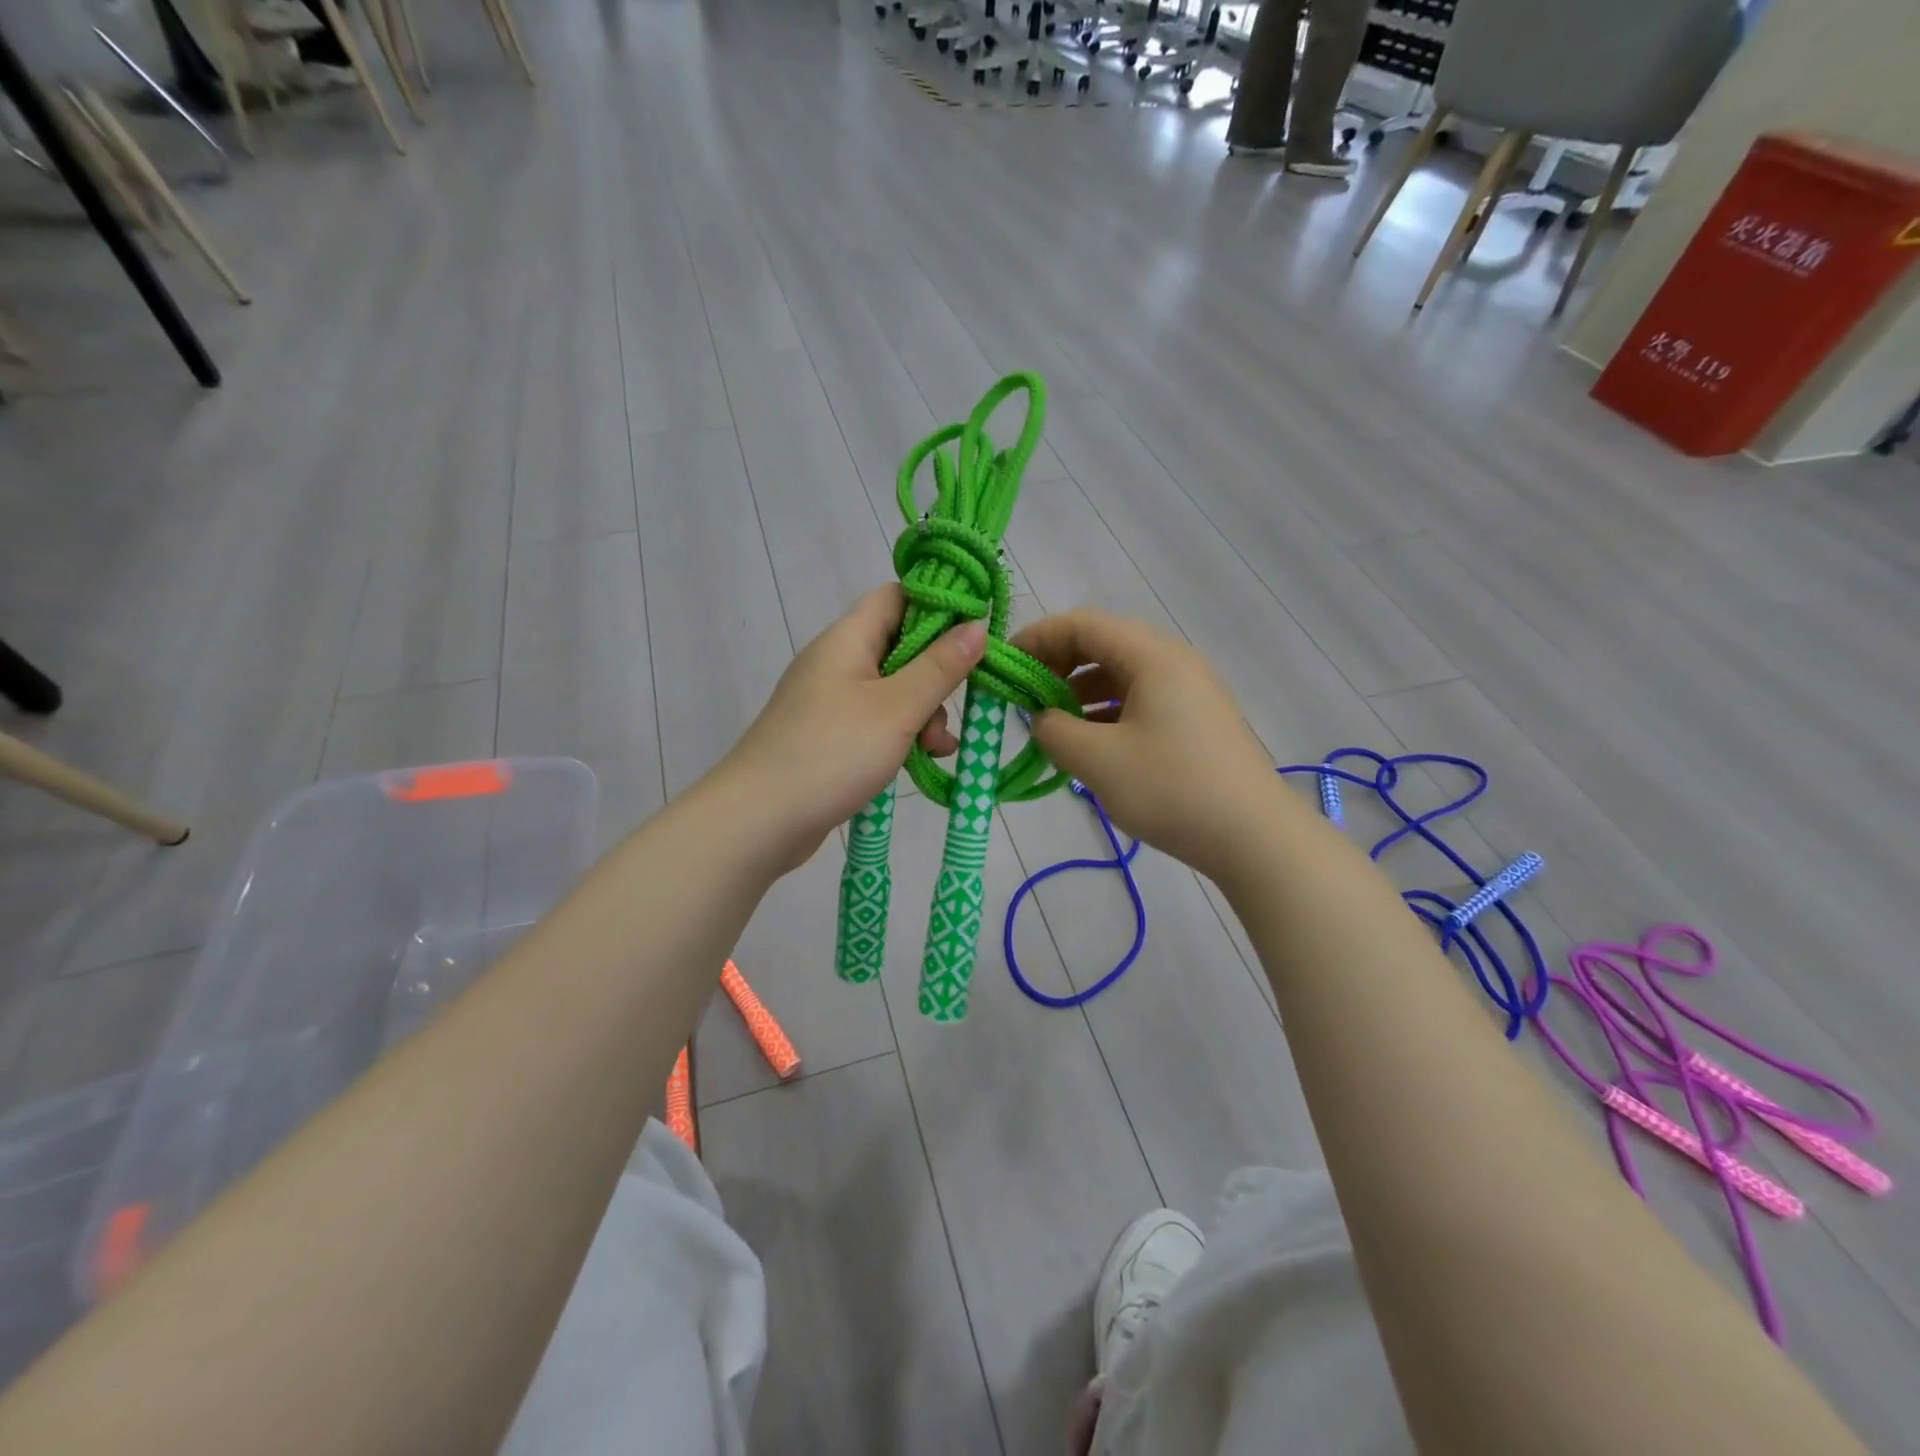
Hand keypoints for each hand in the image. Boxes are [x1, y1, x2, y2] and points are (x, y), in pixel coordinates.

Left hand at [720, 585, 985, 870]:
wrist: (758, 820)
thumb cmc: (832, 752)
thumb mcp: (897, 708)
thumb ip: (940, 667)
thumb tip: (977, 625)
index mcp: (847, 639)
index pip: (896, 596)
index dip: (937, 605)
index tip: (974, 633)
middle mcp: (836, 661)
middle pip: (899, 645)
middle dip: (936, 675)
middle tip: (956, 705)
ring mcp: (829, 701)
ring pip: (892, 689)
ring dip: (923, 712)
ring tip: (937, 747)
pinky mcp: (828, 736)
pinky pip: (876, 722)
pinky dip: (902, 735)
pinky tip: (922, 761)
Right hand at [1012, 609, 1279, 880]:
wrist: (1254, 836)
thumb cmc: (1171, 789)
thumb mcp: (1098, 761)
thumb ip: (1054, 731)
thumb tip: (1042, 719)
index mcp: (1152, 656)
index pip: (1082, 624)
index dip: (1037, 638)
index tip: (1005, 666)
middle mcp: (1173, 661)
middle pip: (1102, 644)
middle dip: (1056, 666)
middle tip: (1025, 698)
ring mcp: (1189, 690)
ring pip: (1121, 675)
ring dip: (1080, 692)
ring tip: (1053, 726)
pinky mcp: (1195, 720)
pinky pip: (1140, 700)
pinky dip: (1106, 712)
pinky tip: (1090, 744)